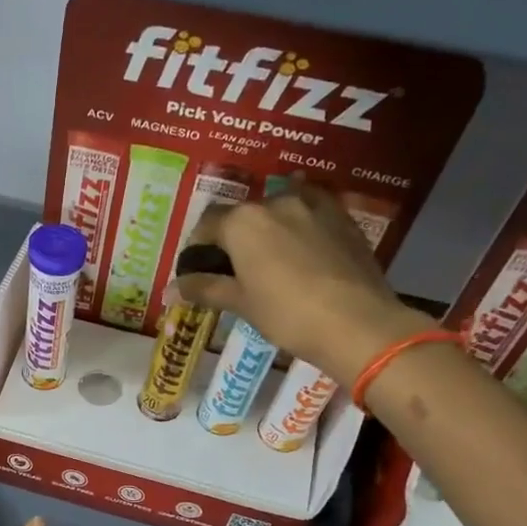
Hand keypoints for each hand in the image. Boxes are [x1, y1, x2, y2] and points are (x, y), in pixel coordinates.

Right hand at [177, 185, 430, 384]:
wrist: (357, 323)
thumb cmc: (287, 314)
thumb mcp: (241, 303)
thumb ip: (204, 288)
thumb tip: (169, 290)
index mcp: (242, 221)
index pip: (207, 224)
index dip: (198, 247)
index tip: (200, 270)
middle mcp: (275, 202)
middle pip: (243, 214)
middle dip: (234, 237)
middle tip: (236, 269)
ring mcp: (313, 205)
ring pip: (279, 209)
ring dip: (268, 228)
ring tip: (271, 259)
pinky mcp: (342, 216)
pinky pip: (311, 213)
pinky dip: (299, 226)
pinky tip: (302, 250)